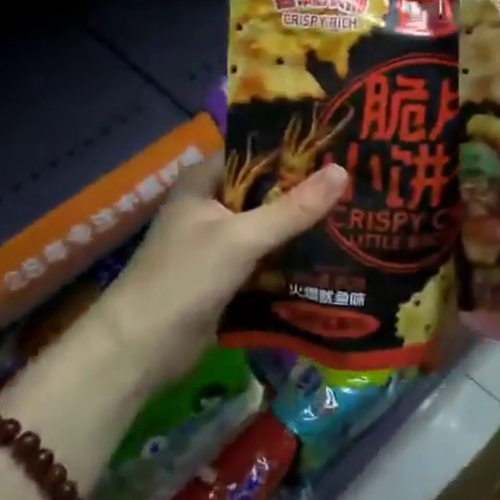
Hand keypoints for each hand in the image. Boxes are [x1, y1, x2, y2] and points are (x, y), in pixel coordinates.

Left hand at [89, 157, 349, 387]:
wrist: (139, 350)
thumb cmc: (183, 279)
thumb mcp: (242, 238)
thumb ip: (293, 208)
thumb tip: (343, 170)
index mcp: (204, 181)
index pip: (257, 152)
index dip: (296, 149)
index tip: (342, 148)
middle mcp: (211, 204)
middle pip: (268, 189)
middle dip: (307, 190)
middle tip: (360, 183)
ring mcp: (219, 242)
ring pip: (270, 225)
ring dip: (303, 226)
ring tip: (356, 215)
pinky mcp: (228, 275)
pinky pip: (268, 257)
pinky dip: (293, 256)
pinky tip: (333, 255)